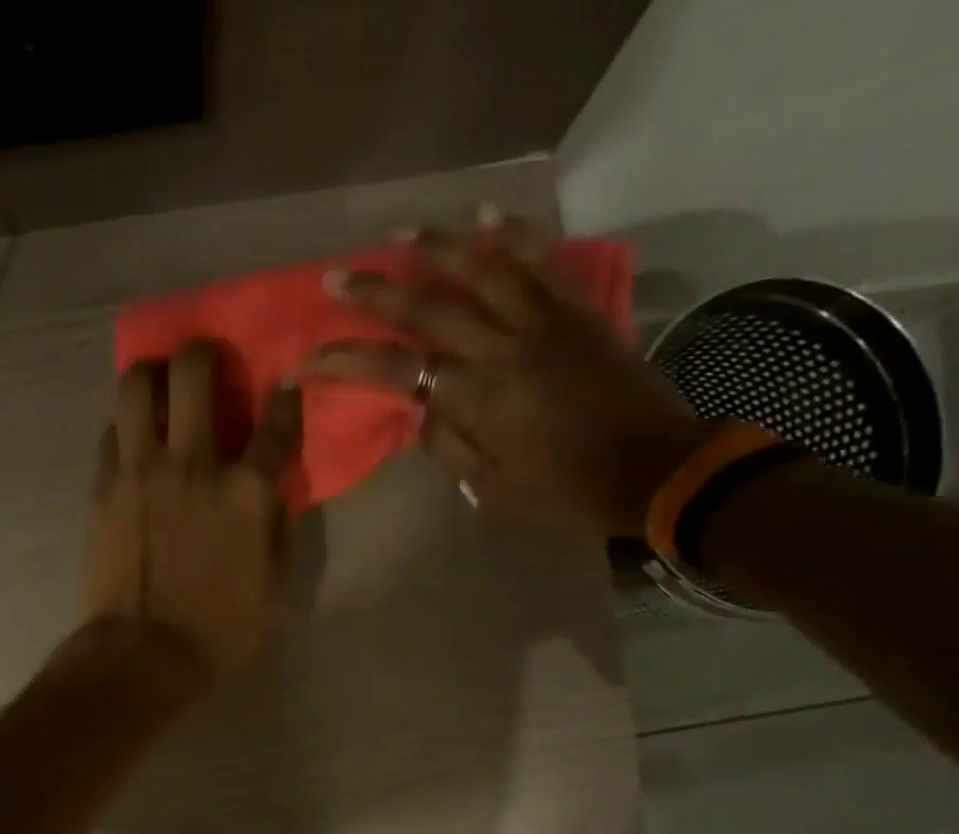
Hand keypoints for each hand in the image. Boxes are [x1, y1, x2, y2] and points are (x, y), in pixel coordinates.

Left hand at [80, 342, 300, 678]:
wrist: (143, 656)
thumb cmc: (219, 633)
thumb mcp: (273, 589)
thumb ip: (275, 530)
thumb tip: (272, 494)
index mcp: (247, 493)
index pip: (276, 425)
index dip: (286, 400)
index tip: (285, 388)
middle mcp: (194, 464)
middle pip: (195, 371)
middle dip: (205, 353)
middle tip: (206, 365)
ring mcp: (141, 470)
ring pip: (136, 384)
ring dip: (151, 375)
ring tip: (158, 388)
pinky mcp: (103, 486)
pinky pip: (110, 431)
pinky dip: (124, 425)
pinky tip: (131, 439)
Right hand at [310, 213, 705, 539]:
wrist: (651, 469)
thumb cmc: (566, 494)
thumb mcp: (495, 490)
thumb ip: (451, 447)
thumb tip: (416, 412)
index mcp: (478, 398)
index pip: (396, 370)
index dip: (346, 361)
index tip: (307, 358)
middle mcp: (503, 347)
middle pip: (428, 307)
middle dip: (376, 292)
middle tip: (337, 277)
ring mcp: (544, 320)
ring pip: (481, 267)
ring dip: (435, 246)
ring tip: (399, 235)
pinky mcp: (578, 310)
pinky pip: (542, 260)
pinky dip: (513, 233)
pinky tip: (485, 214)